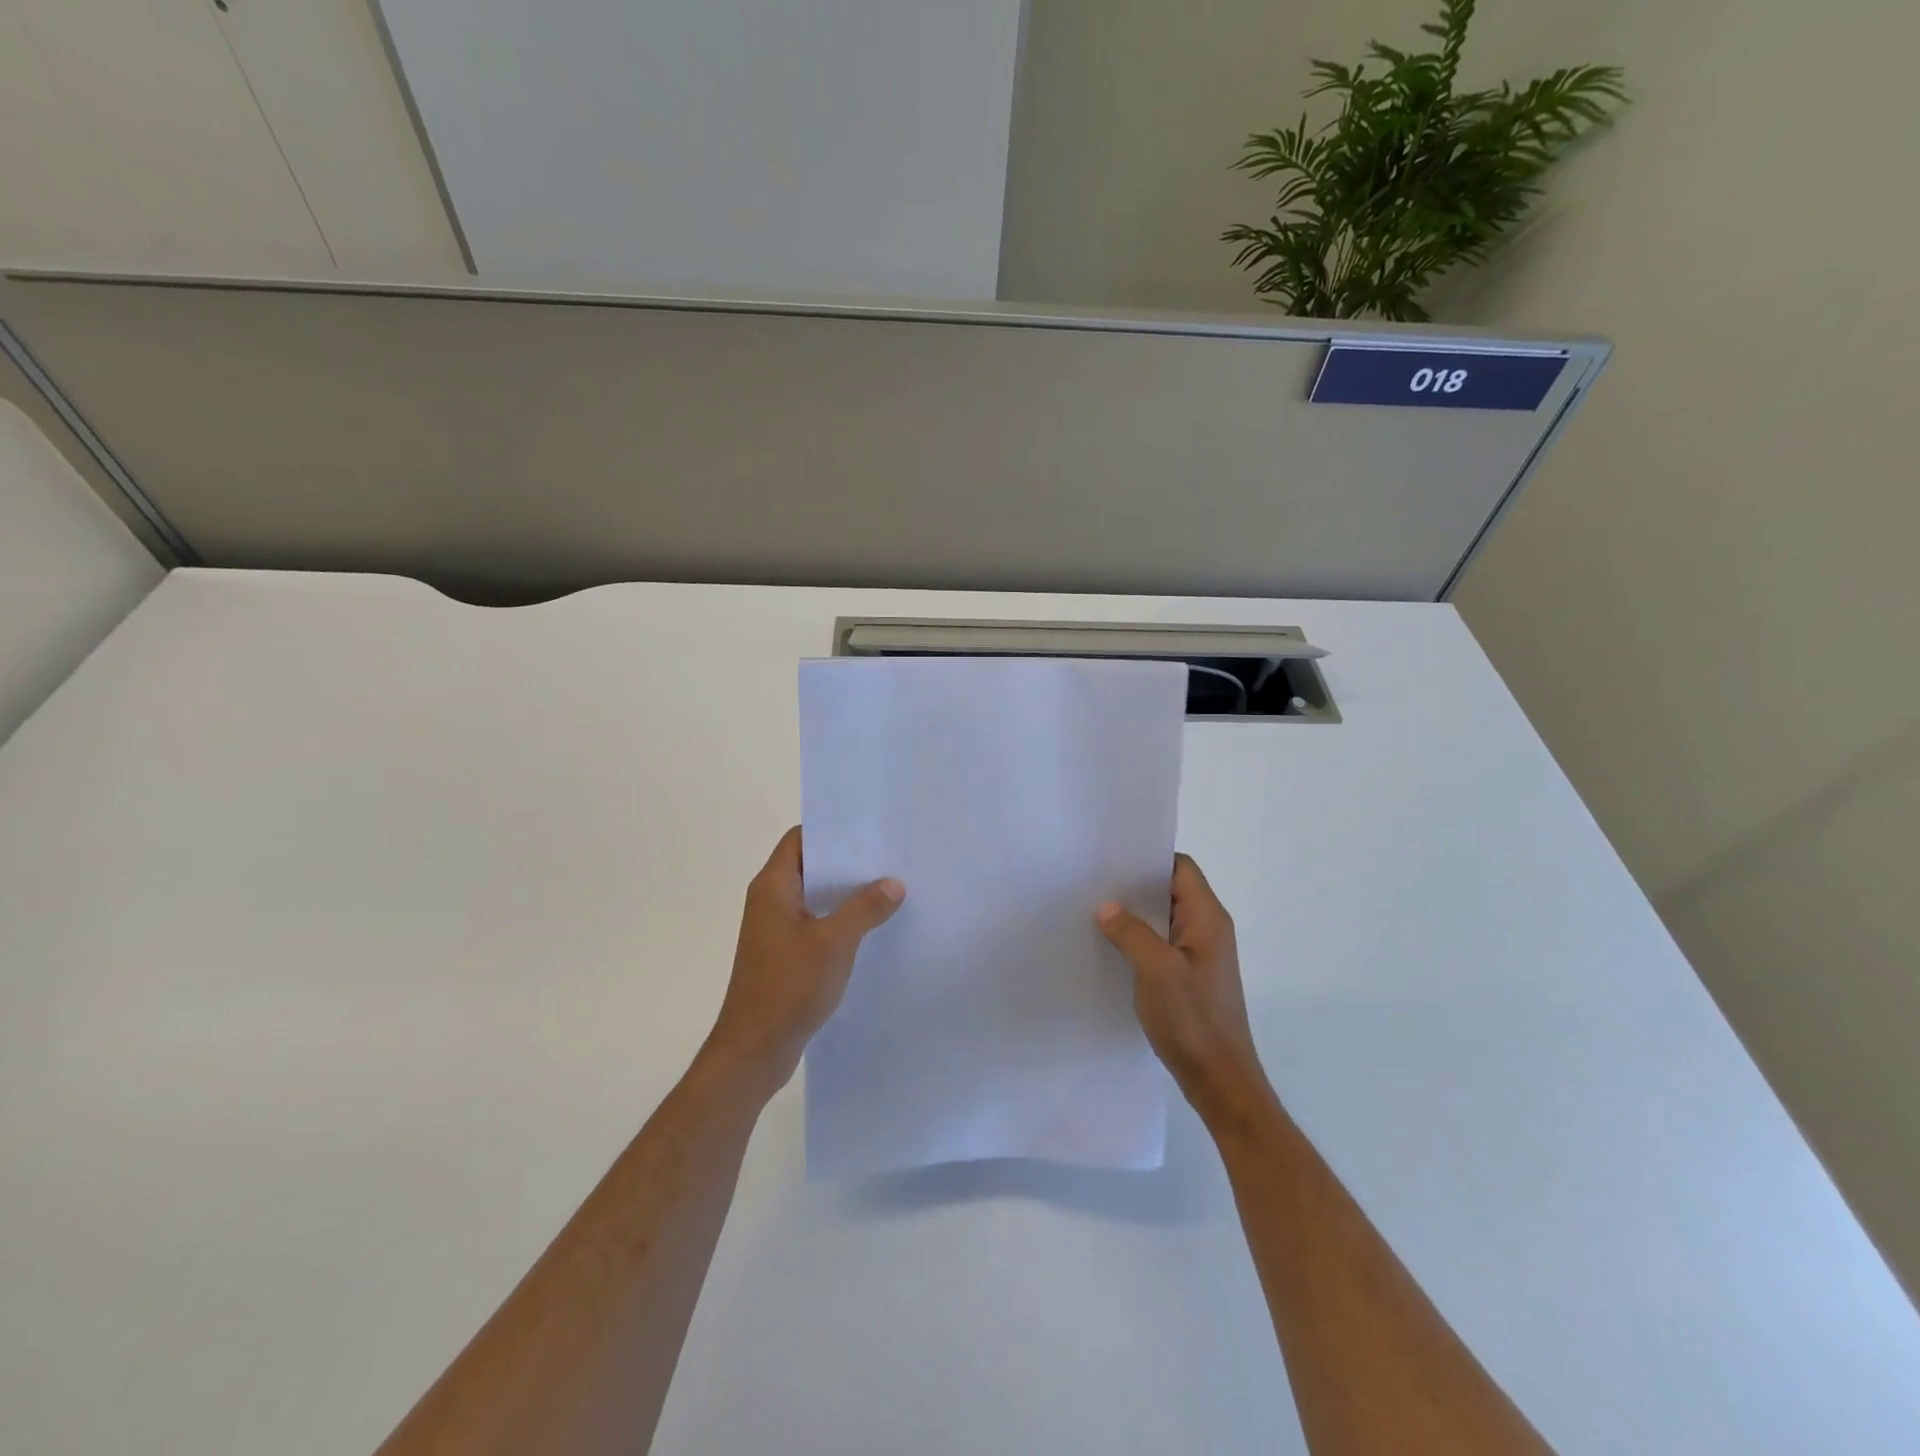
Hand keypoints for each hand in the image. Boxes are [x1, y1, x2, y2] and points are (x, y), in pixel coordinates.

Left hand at [704, 827, 904, 1093]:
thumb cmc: (789, 987)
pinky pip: (816, 922)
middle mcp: (771, 900)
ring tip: (890, 887)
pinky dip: (840, 919)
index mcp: (773, 886)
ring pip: (816, 896)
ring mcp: (777, 928)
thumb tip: (893, 883)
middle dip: (848, 861)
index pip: (800, 839)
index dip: (832, 830)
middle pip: (811, 865)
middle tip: (890, 856)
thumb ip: (865, 908)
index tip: (870, 829)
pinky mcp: (785, 953)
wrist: (754, 1050)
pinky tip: (873, 926)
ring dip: (847, 893)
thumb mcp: (834, 943)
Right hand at [1097, 855, 1275, 1129]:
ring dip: (1134, 916)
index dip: (1149, 860)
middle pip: (1171, 891)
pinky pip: (1162, 945)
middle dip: (1135, 887)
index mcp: (1208, 919)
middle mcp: (1208, 930)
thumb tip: (1107, 906)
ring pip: (1164, 920)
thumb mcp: (1156, 971)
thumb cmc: (1193, 1021)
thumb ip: (1131, 933)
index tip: (1111, 861)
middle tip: (1094, 884)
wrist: (1220, 1081)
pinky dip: (1139, 940)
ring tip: (1095, 912)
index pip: (1181, 868)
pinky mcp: (1189, 978)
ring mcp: (1200, 955)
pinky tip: (1111, 948)